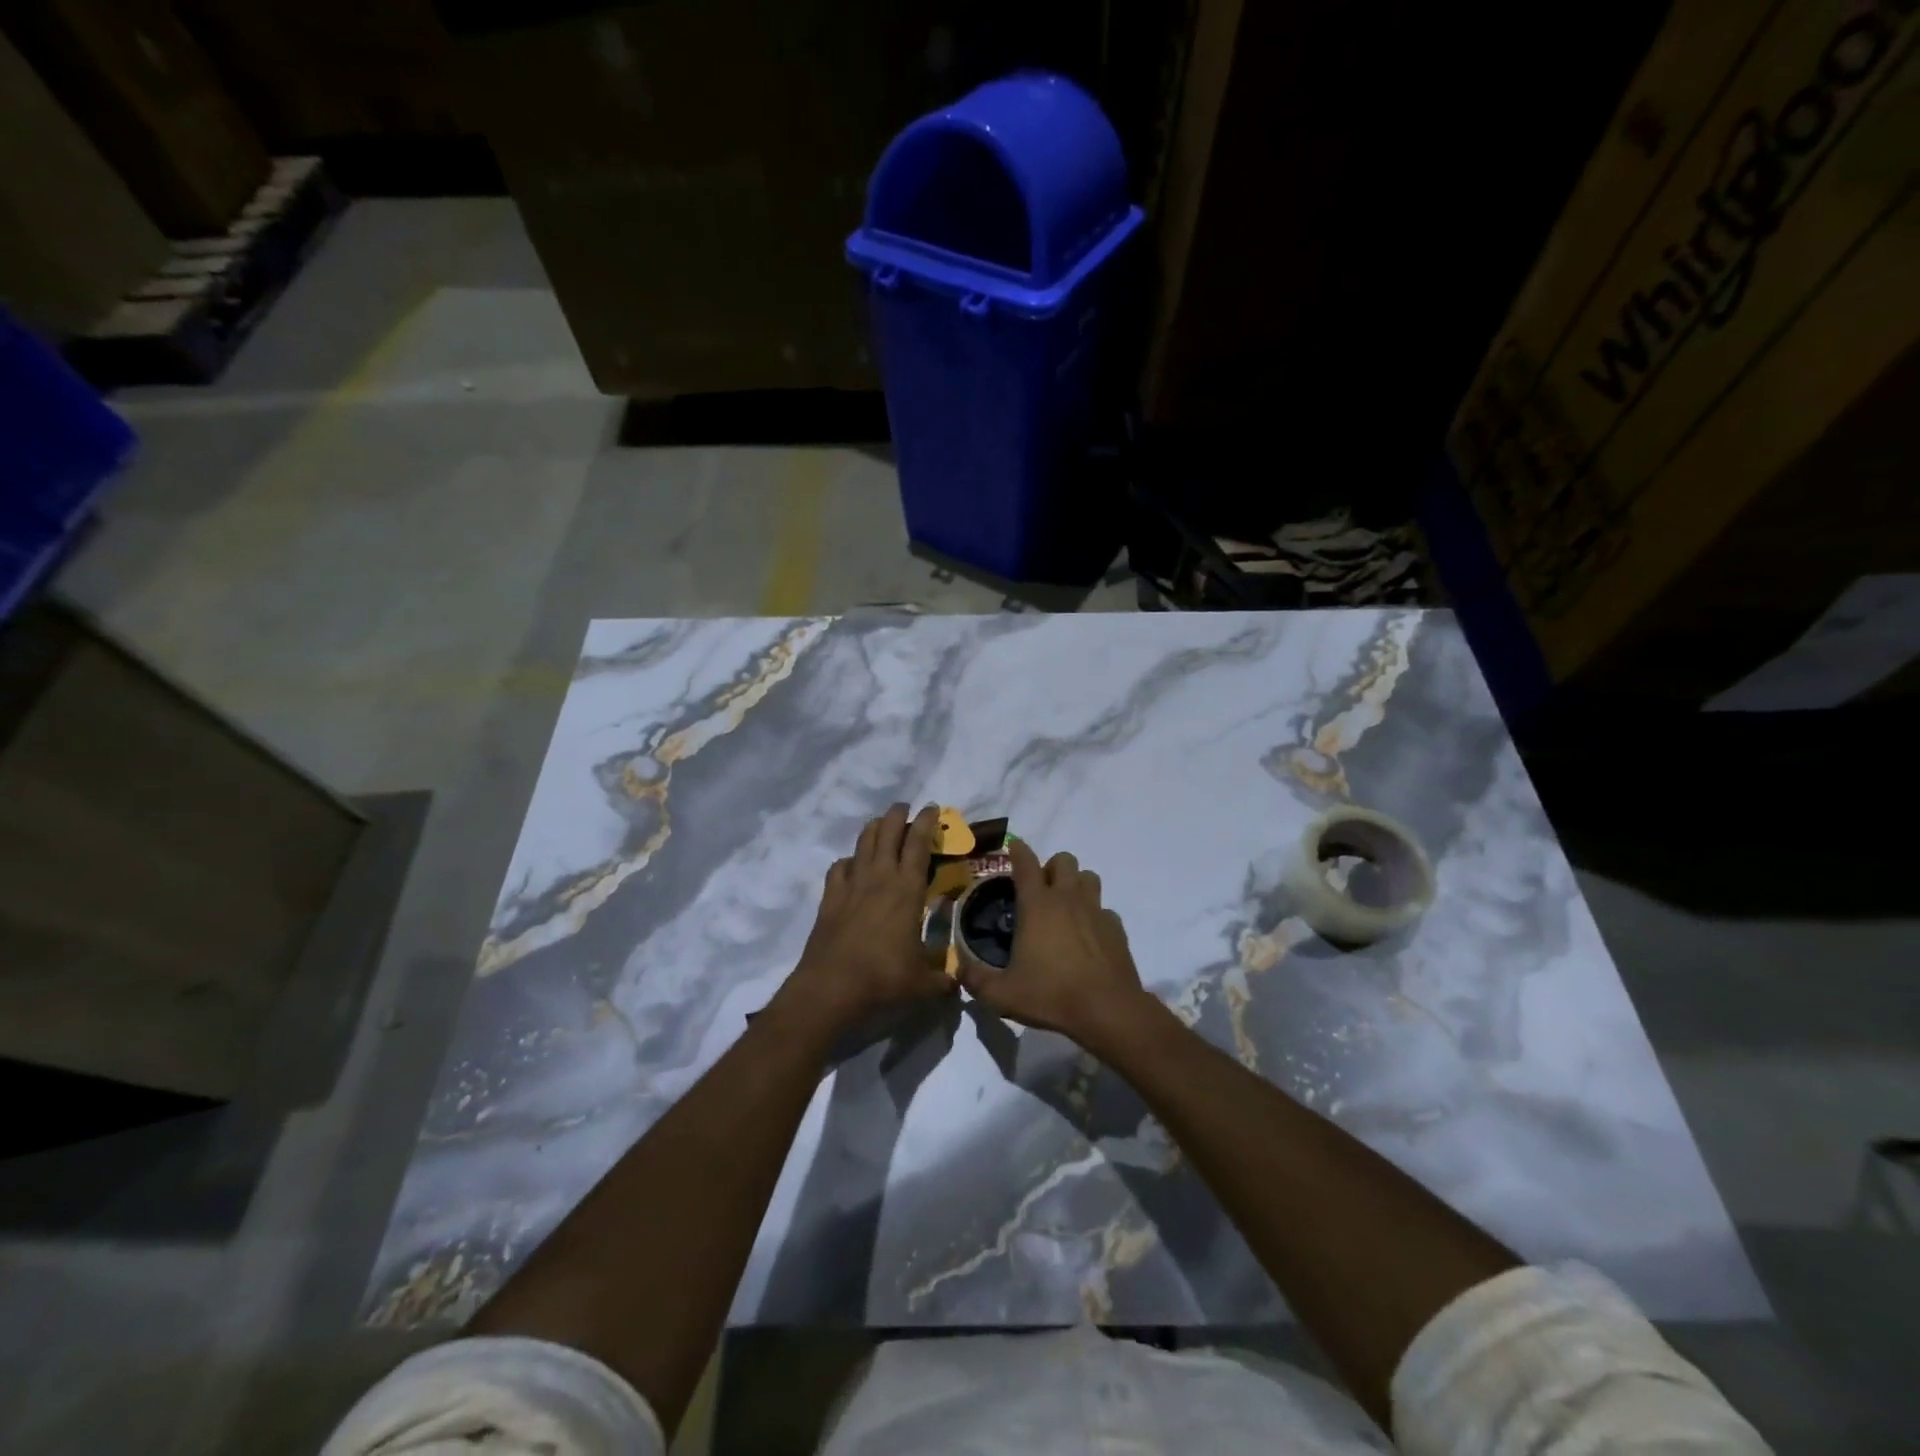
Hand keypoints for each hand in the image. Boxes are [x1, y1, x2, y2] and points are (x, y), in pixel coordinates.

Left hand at [780, 803, 953, 1035]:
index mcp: (907, 890)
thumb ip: (944, 981)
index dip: (926, 822)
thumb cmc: (884, 979)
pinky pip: (839, 867)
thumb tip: (958, 985)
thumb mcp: (924, 984)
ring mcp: (851, 885)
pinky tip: (852, 867)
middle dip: (898, 815)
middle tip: (906, 808)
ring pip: (862, 843)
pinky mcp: (829, 898)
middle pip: (887, 832)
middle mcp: (879, 878)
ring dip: (874, 829)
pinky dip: (849, 861)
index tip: (932, 808)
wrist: (831, 988)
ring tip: (881, 825)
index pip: (918, 844)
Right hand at [959, 839, 1152, 1053]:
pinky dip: (1094, 914)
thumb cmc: (1052, 995)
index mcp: (1037, 905)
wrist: (1107, 1010)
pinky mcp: (1116, 928)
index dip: (1018, 850)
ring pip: (1088, 877)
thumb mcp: (1003, 995)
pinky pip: (1104, 909)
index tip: (1014, 846)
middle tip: (1040, 890)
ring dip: (1076, 883)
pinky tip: (1087, 935)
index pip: (1026, 863)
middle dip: (1051, 867)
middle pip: (1064, 860)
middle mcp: (1067, 899)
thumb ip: (976, 980)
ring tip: (1065, 905)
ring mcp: (1095, 911)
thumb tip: (957, 971)